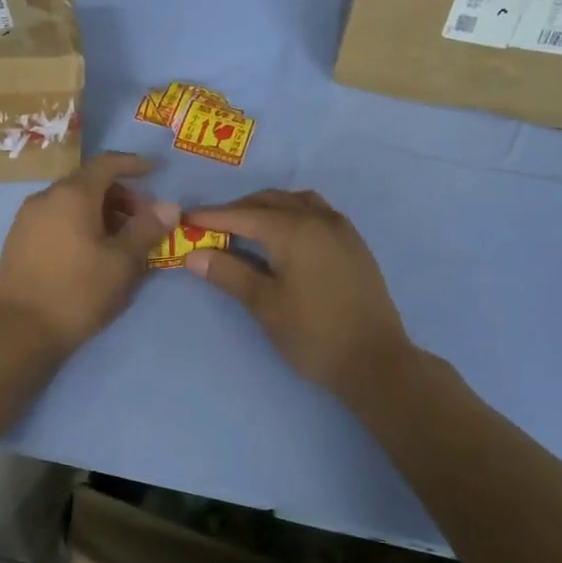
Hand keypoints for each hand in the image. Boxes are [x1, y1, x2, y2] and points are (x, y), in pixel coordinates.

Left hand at [0, 153, 178, 356]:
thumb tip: (168, 206)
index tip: (156, 172)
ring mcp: (26, 219)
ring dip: (100, 213)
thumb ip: (146, 229)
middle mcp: (45, 197)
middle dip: (120, 196)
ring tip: (121, 243)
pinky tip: (92, 254)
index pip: (106, 163)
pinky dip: (79, 225)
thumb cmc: (77, 292)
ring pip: (71, 203)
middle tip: (143, 222)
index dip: (134, 164)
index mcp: (71, 194)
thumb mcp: (122, 263)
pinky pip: (56, 220)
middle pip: (89, 183)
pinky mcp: (18, 241)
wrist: (18, 332)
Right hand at [184, 190, 416, 405]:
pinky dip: (291, 214)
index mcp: (293, 230)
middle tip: (211, 229)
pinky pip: (316, 212)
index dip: (211, 217)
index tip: (184, 221)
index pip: (242, 215)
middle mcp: (318, 219)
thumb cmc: (314, 334)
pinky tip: (283, 238)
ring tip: (246, 229)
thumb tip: (193, 255)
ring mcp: (341, 229)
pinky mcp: (353, 244)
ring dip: (267, 208)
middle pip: (270, 201)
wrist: (376, 361)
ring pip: (296, 202)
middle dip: (238, 210)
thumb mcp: (265, 305)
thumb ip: (228, 273)